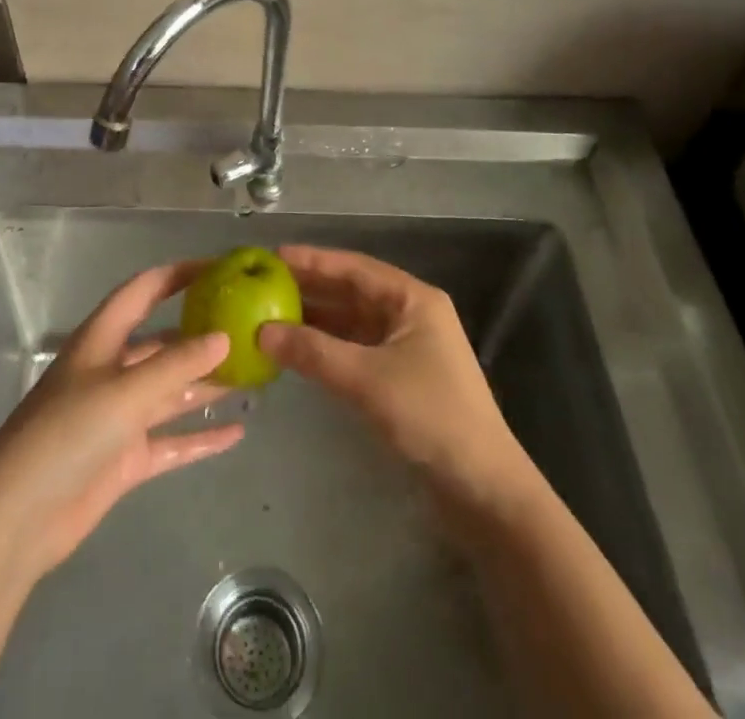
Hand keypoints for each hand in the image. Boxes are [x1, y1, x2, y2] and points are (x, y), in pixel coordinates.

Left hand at [0, 261, 243, 578]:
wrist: (17, 519)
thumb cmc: (66, 435)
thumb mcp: (124, 392)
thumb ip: (176, 365)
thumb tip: (224, 337)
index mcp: (102, 340)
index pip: (144, 290)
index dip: (179, 275)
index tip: (220, 268)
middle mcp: (113, 370)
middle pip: (164, 342)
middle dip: (202, 334)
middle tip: (249, 328)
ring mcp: (120, 416)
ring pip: (172, 391)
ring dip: (208, 384)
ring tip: (254, 375)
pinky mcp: (126, 458)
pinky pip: (172, 441)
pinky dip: (201, 437)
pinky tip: (237, 433)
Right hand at [256, 245, 529, 508]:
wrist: (483, 487)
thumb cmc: (430, 416)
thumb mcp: (366, 379)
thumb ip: (313, 352)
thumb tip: (261, 331)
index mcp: (413, 299)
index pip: (354, 268)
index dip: (313, 260)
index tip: (274, 256)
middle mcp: (411, 313)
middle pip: (353, 291)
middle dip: (311, 287)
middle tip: (264, 283)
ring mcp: (408, 345)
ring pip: (353, 320)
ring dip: (317, 318)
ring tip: (272, 313)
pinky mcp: (402, 376)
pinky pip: (357, 347)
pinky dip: (329, 345)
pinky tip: (299, 348)